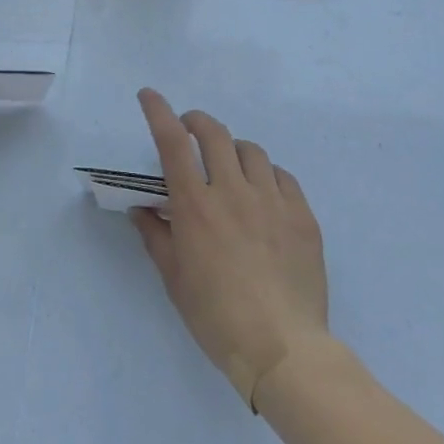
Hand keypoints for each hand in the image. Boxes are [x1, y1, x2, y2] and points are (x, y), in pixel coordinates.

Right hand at [131, 89, 329, 408]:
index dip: (158, 111)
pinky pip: (282, 176)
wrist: (282, 348)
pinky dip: (267, 175)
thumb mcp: (174, 278)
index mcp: (195, 205)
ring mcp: (272, 200)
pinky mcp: (302, 215)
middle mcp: (232, 190)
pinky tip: (264, 194)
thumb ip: (155, 235)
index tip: (149, 94)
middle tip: (190, 129)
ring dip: (233, 149)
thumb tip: (141, 209)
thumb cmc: (216, 316)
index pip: (172, 142)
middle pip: (214, 133)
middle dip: (197, 121)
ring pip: (251, 150)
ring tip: (230, 167)